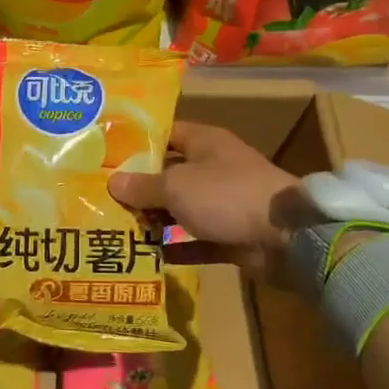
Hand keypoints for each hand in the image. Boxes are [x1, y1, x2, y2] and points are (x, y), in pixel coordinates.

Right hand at [108, 121, 311, 281]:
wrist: (287, 238)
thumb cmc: (226, 195)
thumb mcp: (177, 186)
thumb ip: (143, 185)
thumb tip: (113, 182)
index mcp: (204, 142)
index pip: (165, 134)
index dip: (137, 143)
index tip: (106, 155)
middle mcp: (214, 168)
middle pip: (170, 173)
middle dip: (139, 186)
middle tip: (101, 196)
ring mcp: (224, 202)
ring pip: (181, 208)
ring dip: (154, 218)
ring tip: (116, 227)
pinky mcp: (231, 235)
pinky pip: (196, 239)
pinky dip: (176, 246)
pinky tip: (146, 255)